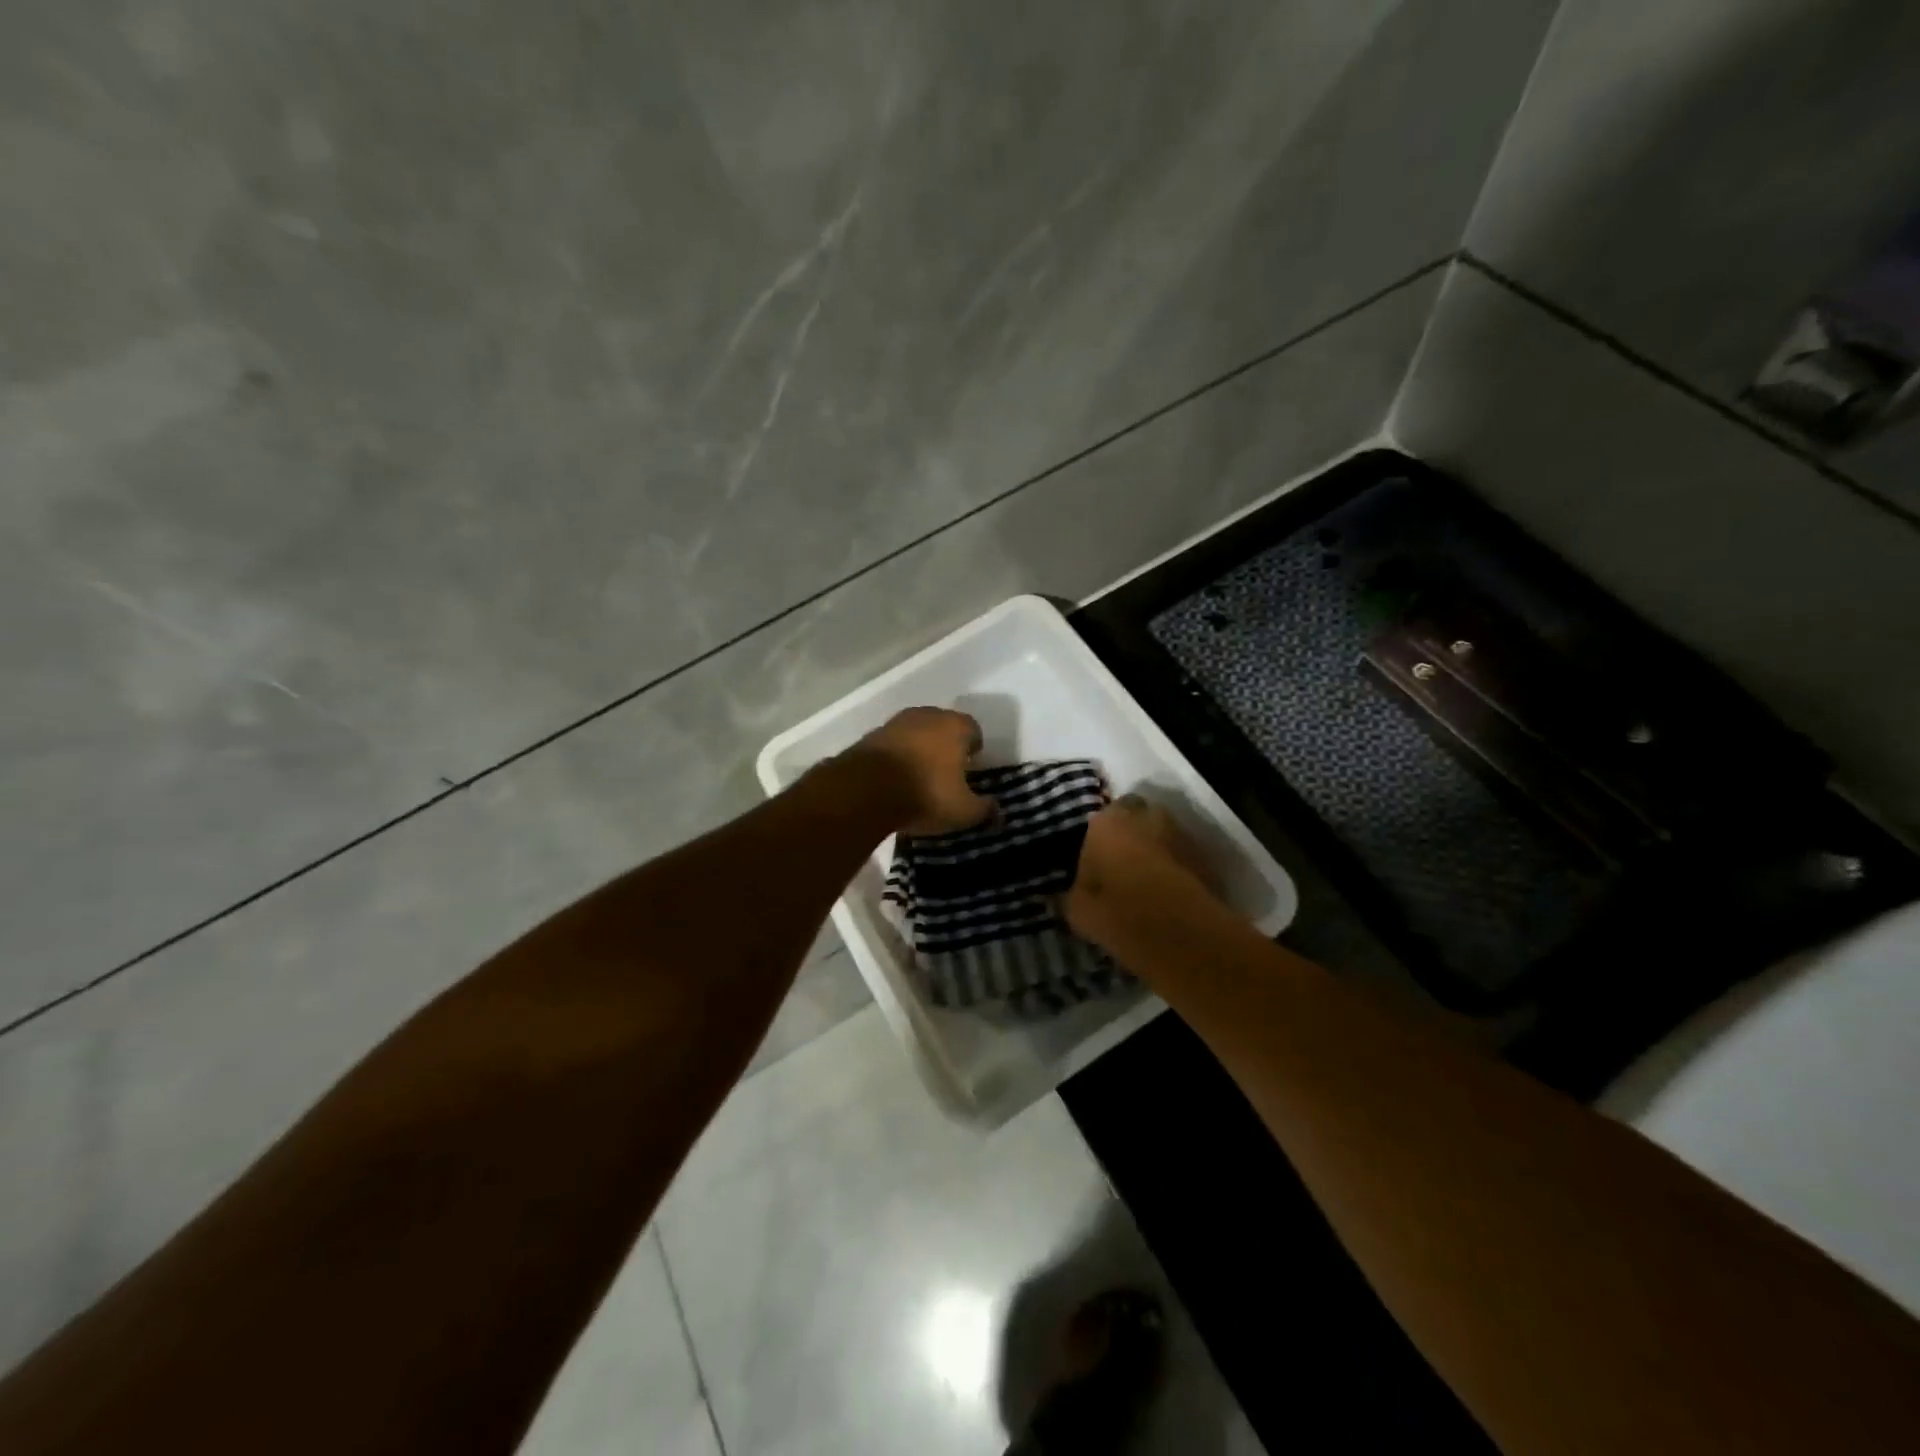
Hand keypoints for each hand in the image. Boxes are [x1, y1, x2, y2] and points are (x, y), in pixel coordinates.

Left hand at [847, 707, 995, 836]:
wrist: (865, 789)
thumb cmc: (925, 794)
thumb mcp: (963, 811)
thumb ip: (984, 810)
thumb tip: (998, 813)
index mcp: (956, 727)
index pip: (973, 730)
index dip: (974, 749)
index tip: (971, 768)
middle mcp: (927, 716)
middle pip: (944, 726)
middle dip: (947, 745)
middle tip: (948, 772)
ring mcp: (896, 723)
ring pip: (916, 733)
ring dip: (920, 749)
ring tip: (920, 776)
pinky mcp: (871, 735)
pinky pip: (893, 744)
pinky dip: (897, 756)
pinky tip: (895, 778)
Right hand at [1064, 794, 1220, 943]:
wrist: (1177, 933)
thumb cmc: (1115, 911)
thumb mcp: (1077, 910)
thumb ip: (1069, 896)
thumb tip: (1059, 897)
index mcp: (1107, 822)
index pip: (1103, 814)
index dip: (1102, 835)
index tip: (1098, 857)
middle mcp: (1145, 818)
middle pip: (1139, 815)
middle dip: (1133, 831)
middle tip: (1123, 861)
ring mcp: (1180, 835)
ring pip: (1165, 834)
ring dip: (1158, 847)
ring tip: (1148, 879)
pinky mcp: (1206, 858)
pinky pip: (1184, 857)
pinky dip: (1178, 867)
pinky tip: (1171, 893)